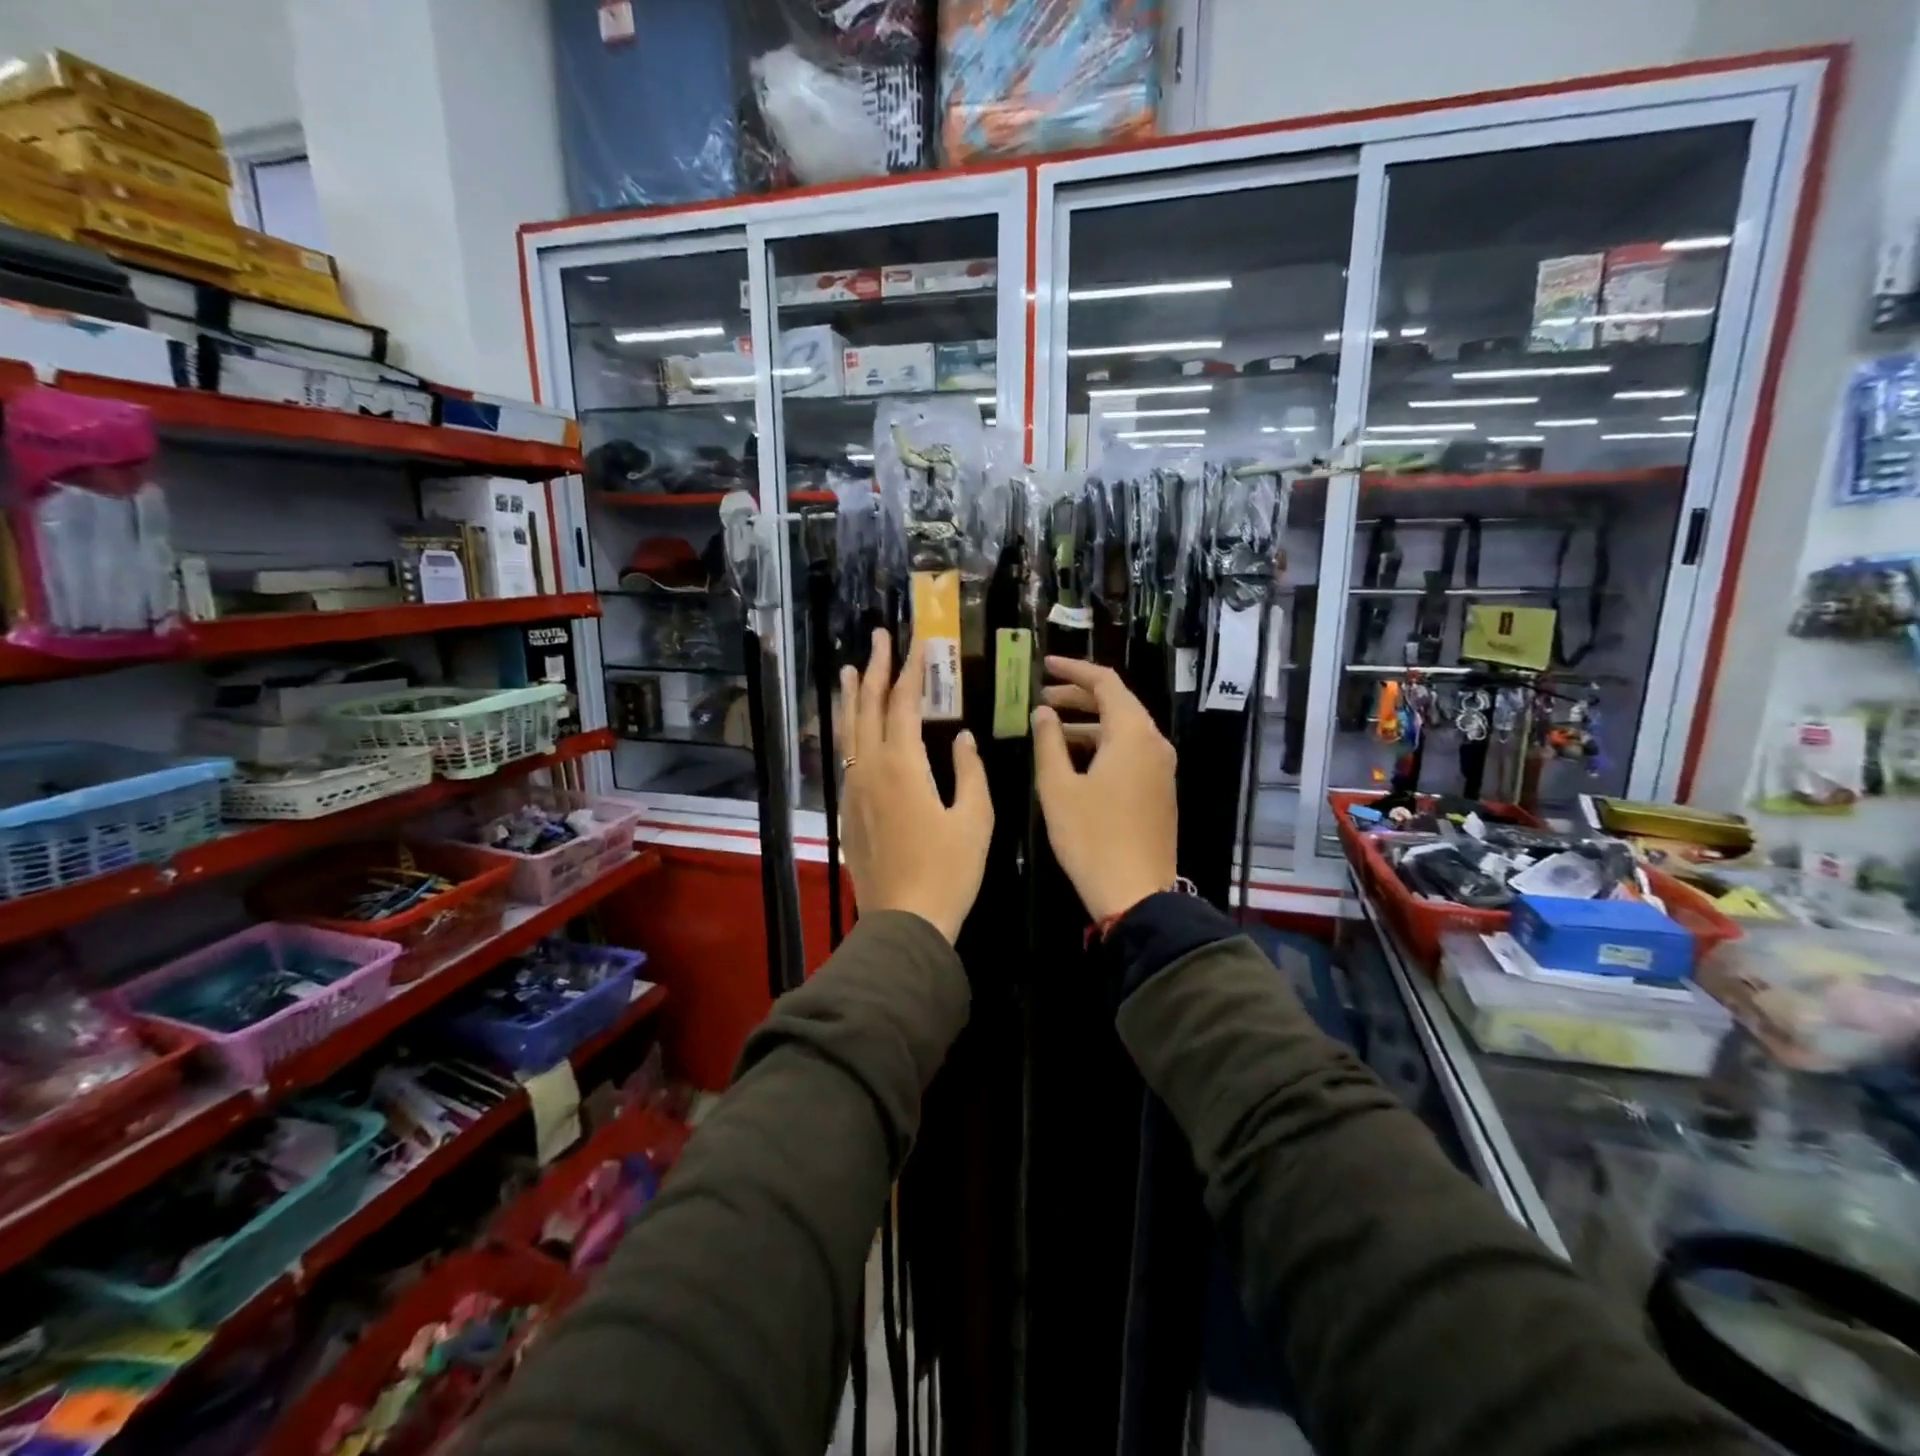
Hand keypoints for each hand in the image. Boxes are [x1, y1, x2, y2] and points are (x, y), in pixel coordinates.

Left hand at [839, 629, 992, 943]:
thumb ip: (969, 772)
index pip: (903, 704)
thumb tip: (965, 738)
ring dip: (850, 697)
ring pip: (847, 732)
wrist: (905, 921)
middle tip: (879, 638)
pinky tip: (851, 729)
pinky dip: (847, 732)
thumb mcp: (975, 819)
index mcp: (903, 766)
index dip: (911, 670)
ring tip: (848, 669)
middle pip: (867, 708)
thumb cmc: (949, 871)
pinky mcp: (848, 812)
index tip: (917, 641)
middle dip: (874, 669)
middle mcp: (870, 770)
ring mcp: (854, 791)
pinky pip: (844, 758)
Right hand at [1033, 657, 1176, 922]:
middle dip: (1078, 696)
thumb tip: (1044, 712)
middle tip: (1042, 698)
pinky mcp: (1160, 790)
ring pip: (1124, 729)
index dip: (1073, 670)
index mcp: (1132, 733)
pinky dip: (1103, 745)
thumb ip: (1048, 742)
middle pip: (1117, 703)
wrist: (1136, 893)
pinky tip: (1075, 758)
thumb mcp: (1058, 787)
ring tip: (1051, 729)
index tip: (1045, 666)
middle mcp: (1154, 743)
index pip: (1105, 682)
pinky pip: (1131, 751)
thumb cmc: (1091, 837)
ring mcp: (1162, 768)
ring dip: (1088, 723)